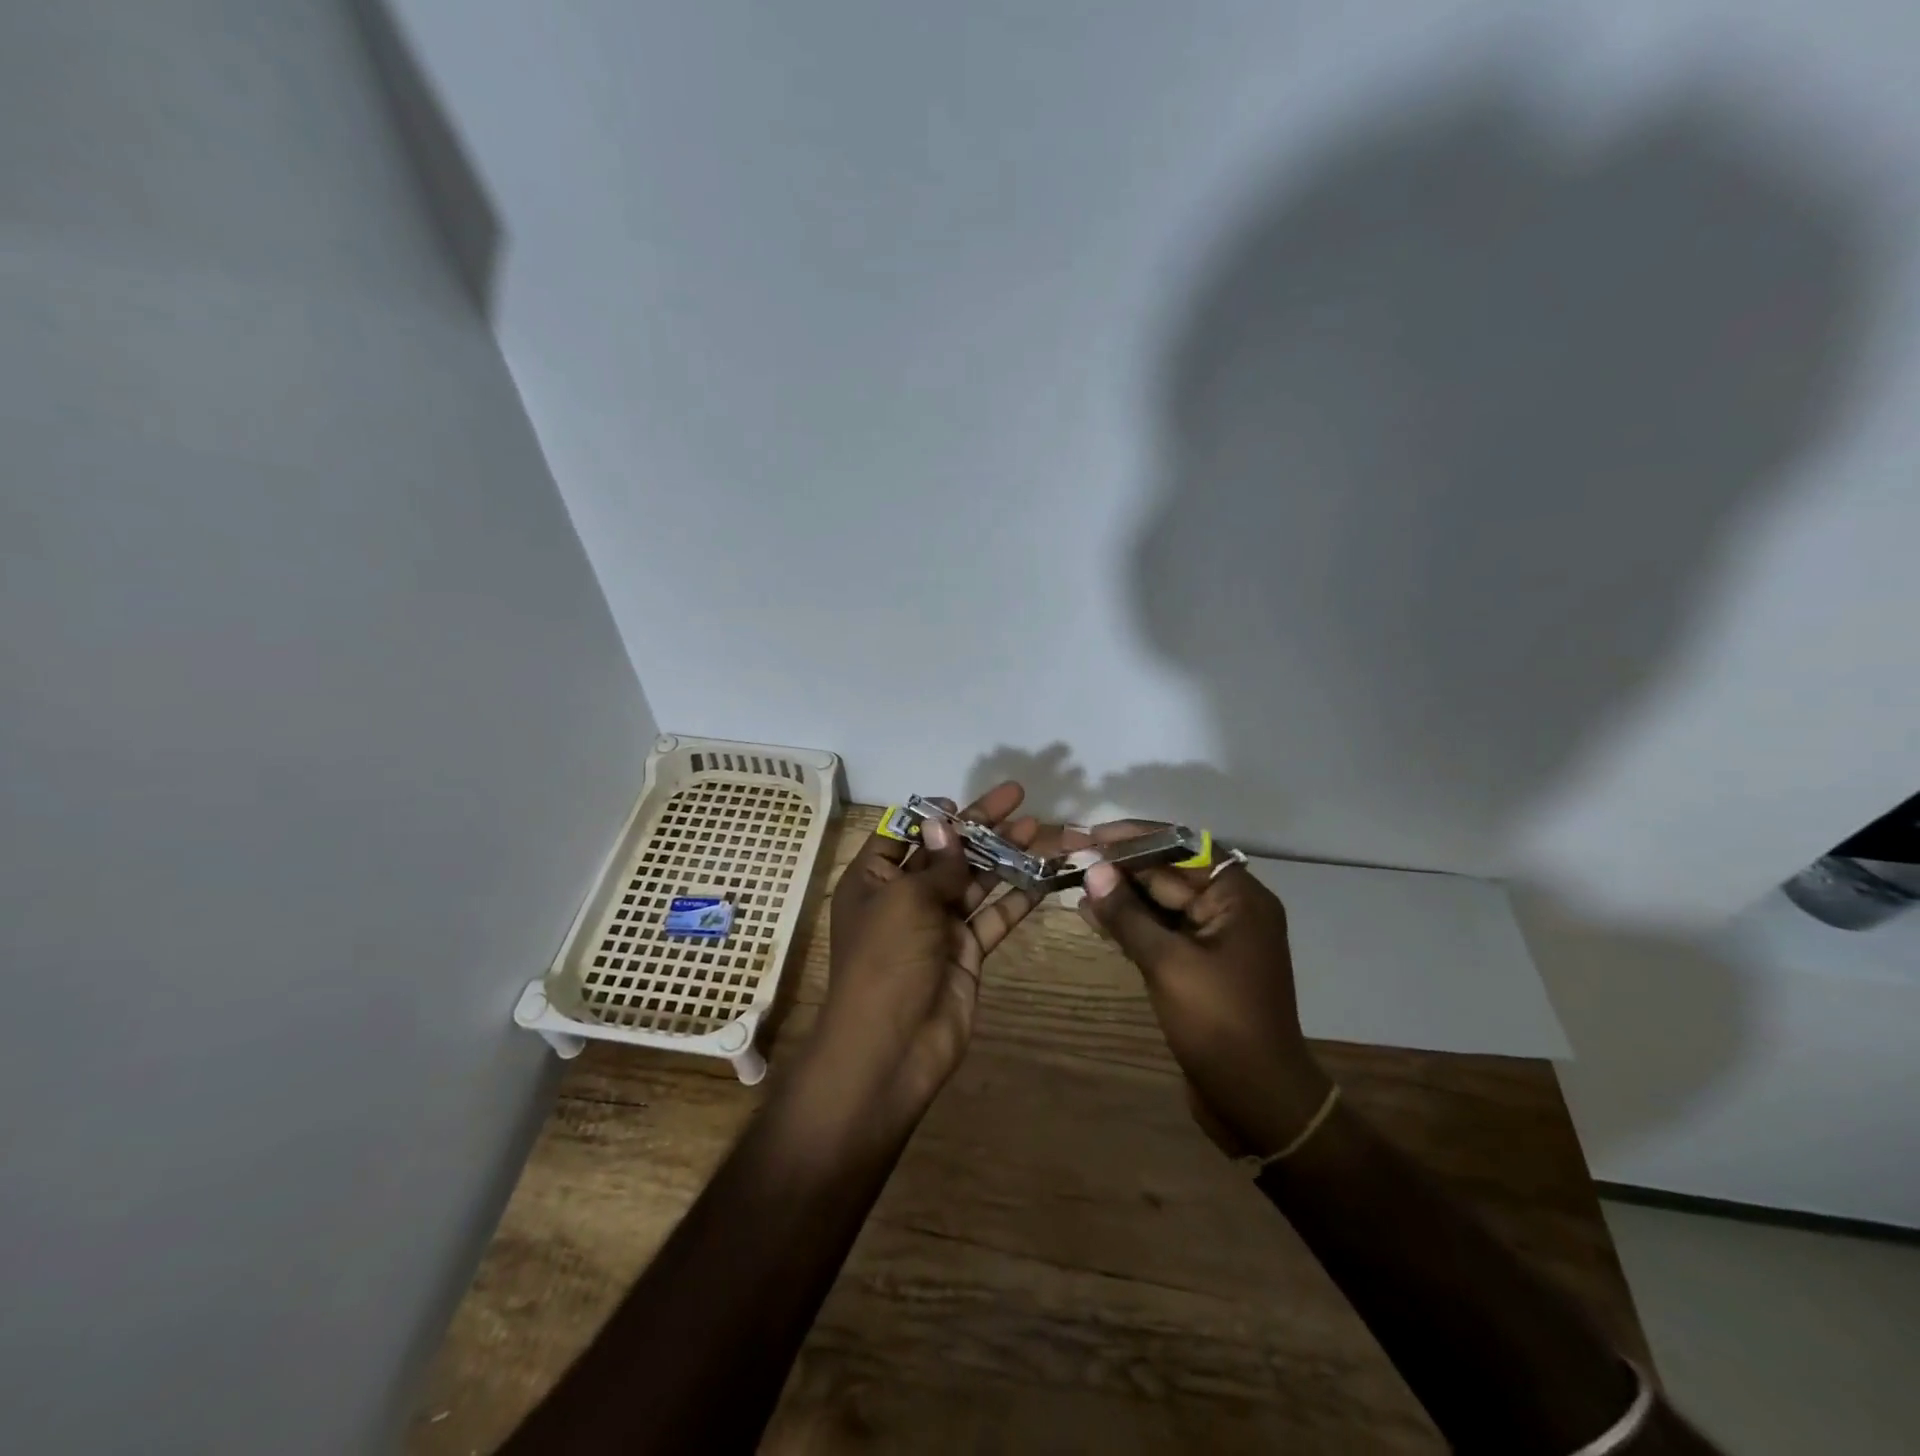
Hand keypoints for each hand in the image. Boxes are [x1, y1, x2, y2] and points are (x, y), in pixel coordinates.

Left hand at [804, 782, 1041, 1127]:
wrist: (891, 1048)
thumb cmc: (886, 961)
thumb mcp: (905, 900)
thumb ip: (937, 863)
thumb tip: (948, 824)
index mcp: (872, 881)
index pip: (902, 834)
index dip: (932, 815)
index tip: (961, 800)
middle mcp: (904, 898)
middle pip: (946, 852)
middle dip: (981, 826)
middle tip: (1019, 797)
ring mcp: (937, 926)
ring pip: (975, 880)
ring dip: (1005, 855)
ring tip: (1040, 828)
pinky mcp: (966, 951)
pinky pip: (993, 916)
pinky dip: (1017, 897)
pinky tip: (1044, 874)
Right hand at [1074, 827, 1331, 1157]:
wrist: (1256, 1100)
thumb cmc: (1218, 1023)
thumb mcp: (1168, 963)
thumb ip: (1128, 914)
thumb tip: (1092, 871)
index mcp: (1239, 898)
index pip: (1184, 848)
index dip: (1136, 838)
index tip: (1093, 833)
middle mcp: (1230, 910)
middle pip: (1170, 873)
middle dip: (1123, 865)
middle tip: (1074, 852)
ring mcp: (1214, 939)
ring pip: (1161, 903)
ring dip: (1121, 893)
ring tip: (1074, 878)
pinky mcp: (1198, 965)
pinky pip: (1160, 931)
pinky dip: (1129, 923)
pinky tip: (1091, 914)